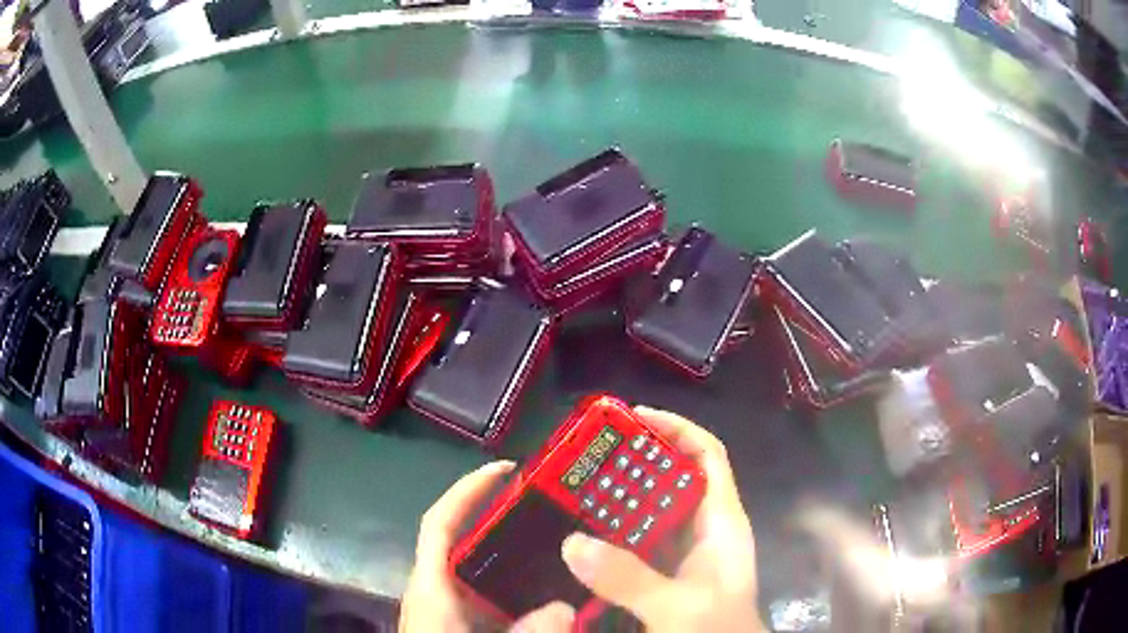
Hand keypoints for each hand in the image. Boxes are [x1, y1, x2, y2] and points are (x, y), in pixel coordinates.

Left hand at [400, 460, 576, 632]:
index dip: (467, 490)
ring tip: (552, 543)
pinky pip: (486, 590)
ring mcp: (445, 603)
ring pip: (479, 567)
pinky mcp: (457, 619)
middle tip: (545, 505)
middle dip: (500, 518)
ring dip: (510, 552)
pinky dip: (511, 582)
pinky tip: (539, 590)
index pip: (441, 523)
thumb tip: (566, 607)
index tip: (504, 468)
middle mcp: (435, 586)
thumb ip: (524, 630)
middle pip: (464, 539)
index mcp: (430, 584)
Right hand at [560, 407, 764, 631]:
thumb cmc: (717, 629)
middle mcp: (703, 530)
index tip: (633, 418)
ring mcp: (684, 554)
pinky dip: (612, 535)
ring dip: (618, 500)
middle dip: (634, 463)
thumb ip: (631, 579)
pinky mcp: (666, 575)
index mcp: (722, 522)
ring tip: (575, 490)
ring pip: (651, 512)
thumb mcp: (679, 606)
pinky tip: (583, 538)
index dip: (676, 429)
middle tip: (587, 458)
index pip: (706, 455)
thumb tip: (572, 542)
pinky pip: (637, 543)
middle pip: (672, 479)